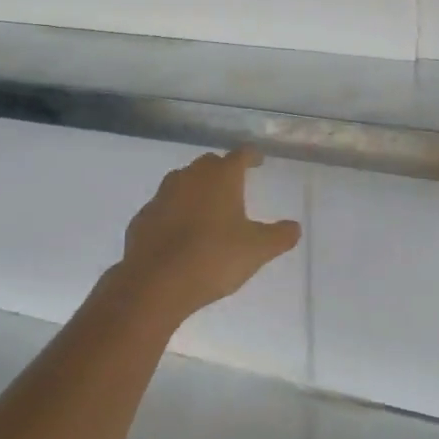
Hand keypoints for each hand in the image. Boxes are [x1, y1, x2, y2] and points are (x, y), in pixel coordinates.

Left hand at [115, 150, 301, 326]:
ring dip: (195, 189)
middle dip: (222, 170)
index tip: (258, 161)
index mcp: (221, 177)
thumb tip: (295, 227)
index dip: (251, 156)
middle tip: (233, 185)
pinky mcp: (143, 217)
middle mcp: (190, 177)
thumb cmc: (213, 258)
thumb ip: (279, 236)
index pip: (240, 155)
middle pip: (209, 164)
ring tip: (206, 208)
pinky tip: (179, 232)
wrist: (155, 283)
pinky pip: (163, 207)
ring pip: (182, 181)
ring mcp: (162, 195)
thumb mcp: (257, 250)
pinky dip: (174, 212)